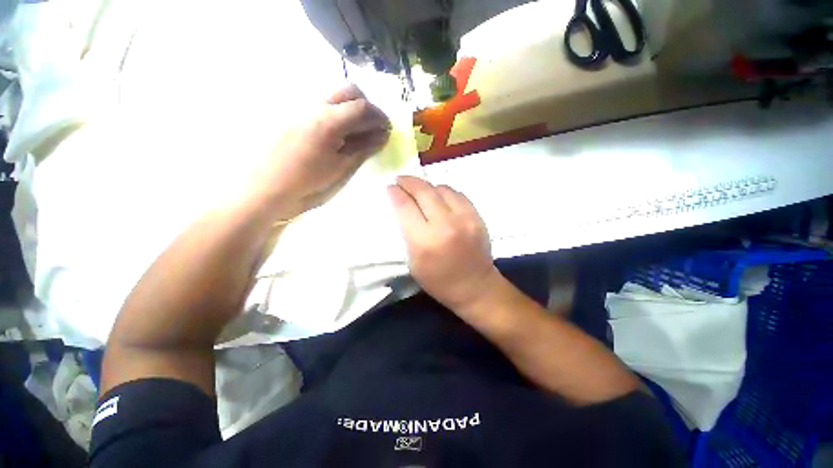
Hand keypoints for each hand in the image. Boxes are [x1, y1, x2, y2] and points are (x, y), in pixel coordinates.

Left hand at [246, 84, 389, 219]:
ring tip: (359, 134)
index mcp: (329, 120)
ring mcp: (305, 110)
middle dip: (367, 107)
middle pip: (349, 92)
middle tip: (374, 129)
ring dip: (354, 109)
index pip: (362, 106)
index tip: (388, 131)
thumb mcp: (342, 168)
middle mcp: (317, 107)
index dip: (380, 117)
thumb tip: (383, 135)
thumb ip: (364, 148)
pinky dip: (341, 115)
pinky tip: (343, 136)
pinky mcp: (299, 118)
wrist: (270, 187)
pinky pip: (326, 107)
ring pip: (337, 97)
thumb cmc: (309, 182)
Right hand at [388, 176, 500, 311]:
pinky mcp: (477, 216)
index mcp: (425, 241)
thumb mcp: (413, 262)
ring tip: (420, 190)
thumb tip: (402, 207)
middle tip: (401, 180)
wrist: (475, 286)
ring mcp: (465, 218)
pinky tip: (439, 197)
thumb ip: (406, 232)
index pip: (405, 206)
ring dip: (427, 186)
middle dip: (408, 182)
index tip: (390, 187)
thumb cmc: (438, 280)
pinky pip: (458, 194)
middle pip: (423, 191)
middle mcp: (445, 224)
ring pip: (441, 189)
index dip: (395, 193)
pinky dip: (445, 192)